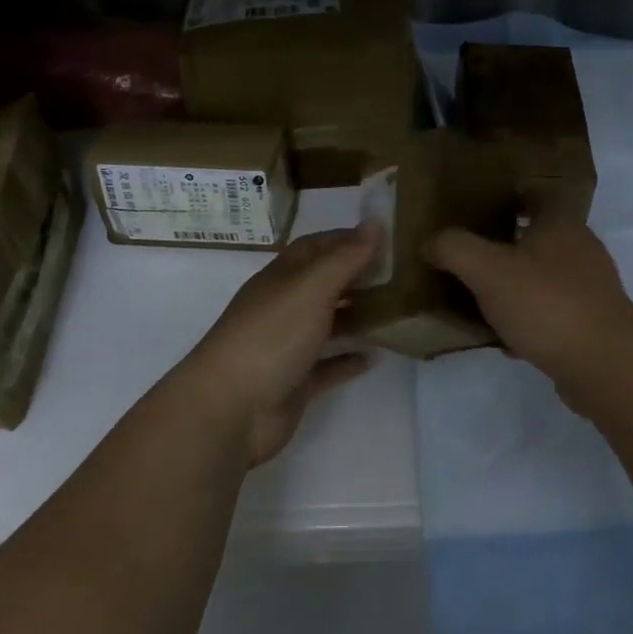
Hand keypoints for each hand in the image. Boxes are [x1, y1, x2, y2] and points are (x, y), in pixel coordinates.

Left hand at [185, 224, 380, 467]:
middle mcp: (284, 306)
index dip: (347, 240)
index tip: (386, 239)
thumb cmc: (271, 336)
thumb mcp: (312, 287)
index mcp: (283, 277)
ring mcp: (288, 346)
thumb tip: (375, 222)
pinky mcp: (295, 383)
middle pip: (325, 284)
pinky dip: (348, 359)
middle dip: (359, 277)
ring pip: (328, 324)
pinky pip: (327, 366)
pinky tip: (374, 357)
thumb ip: (345, 257)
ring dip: (358, 317)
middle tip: (402, 277)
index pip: (316, 247)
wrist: (230, 410)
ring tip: (397, 313)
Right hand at [424, 208, 632, 379]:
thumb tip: (430, 242)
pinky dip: (529, 318)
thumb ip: (454, 249)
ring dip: (516, 282)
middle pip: (541, 235)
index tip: (482, 204)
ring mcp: (590, 288)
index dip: (513, 194)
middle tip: (470, 252)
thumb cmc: (547, 304)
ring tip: (480, 296)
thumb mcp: (488, 270)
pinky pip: (552, 312)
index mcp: (560, 224)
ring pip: (545, 276)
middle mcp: (580, 249)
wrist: (606, 366)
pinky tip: (505, 338)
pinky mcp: (592, 324)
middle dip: (507, 241)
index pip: (539, 194)